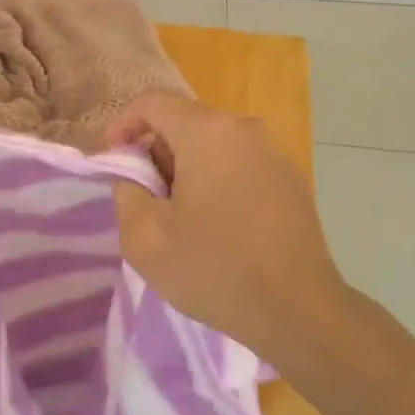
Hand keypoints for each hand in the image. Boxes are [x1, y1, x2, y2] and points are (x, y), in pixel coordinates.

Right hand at [106, 93, 345, 359]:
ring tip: (179, 216)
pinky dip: (216, 179)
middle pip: (183, 121)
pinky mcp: (290, 178)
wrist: (300, 312)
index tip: (114, 162)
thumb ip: (125, 190)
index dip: (122, 124)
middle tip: (145, 198)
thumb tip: (132, 172)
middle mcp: (244, 129)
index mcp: (208, 132)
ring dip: (185, 168)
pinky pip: (238, 162)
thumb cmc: (215, 269)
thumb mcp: (144, 237)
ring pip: (212, 143)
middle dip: (155, 152)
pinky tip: (216, 224)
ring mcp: (273, 152)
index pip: (152, 102)